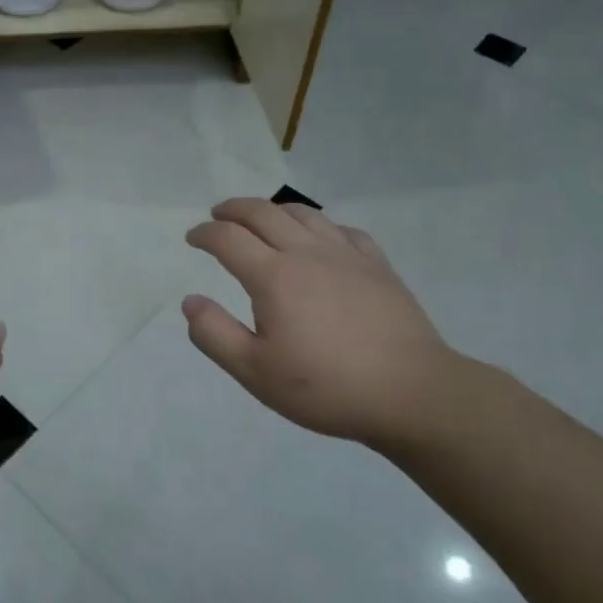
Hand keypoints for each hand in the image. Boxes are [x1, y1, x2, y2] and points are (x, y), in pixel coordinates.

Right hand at [183, 199, 459, 449]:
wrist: (411, 393)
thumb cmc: (326, 387)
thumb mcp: (255, 372)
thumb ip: (215, 334)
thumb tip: (190, 301)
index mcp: (273, 276)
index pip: (228, 238)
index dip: (205, 233)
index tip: (193, 238)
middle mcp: (307, 253)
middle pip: (263, 213)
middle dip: (234, 210)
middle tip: (218, 215)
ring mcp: (347, 255)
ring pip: (304, 214)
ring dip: (274, 209)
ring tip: (262, 219)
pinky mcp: (378, 266)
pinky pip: (343, 230)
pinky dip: (319, 225)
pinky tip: (320, 239)